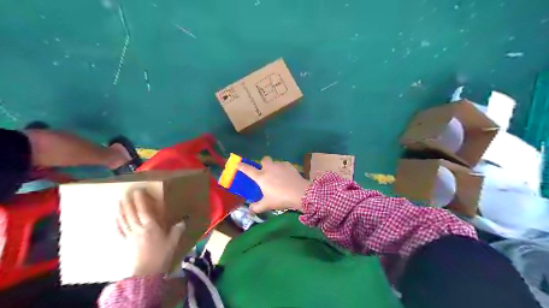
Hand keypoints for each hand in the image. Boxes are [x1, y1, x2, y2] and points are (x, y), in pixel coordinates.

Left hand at [116, 189, 185, 275]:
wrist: (146, 273)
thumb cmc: (161, 255)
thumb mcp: (173, 242)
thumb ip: (177, 230)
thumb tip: (183, 221)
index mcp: (151, 226)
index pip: (144, 210)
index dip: (140, 200)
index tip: (138, 191)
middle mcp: (138, 229)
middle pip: (131, 213)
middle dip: (128, 202)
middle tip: (126, 193)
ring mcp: (130, 236)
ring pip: (123, 220)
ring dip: (121, 210)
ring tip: (119, 202)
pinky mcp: (125, 243)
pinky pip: (119, 231)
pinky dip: (117, 223)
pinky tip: (115, 219)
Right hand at [239, 157, 310, 212]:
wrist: (300, 193)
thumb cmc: (280, 198)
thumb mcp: (267, 205)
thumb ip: (257, 207)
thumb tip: (251, 209)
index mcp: (261, 177)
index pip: (248, 169)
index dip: (241, 166)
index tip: (238, 164)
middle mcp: (269, 168)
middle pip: (264, 160)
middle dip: (263, 163)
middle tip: (265, 172)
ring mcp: (280, 165)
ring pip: (275, 162)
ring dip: (274, 167)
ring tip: (278, 176)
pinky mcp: (290, 165)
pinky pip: (284, 165)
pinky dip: (283, 169)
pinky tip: (287, 176)